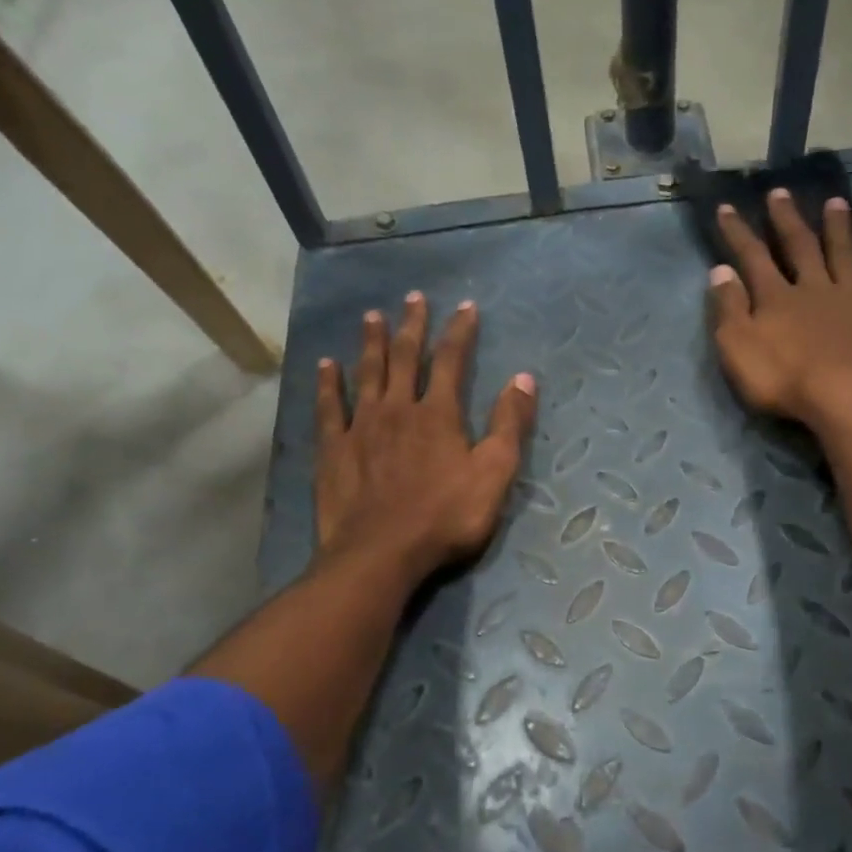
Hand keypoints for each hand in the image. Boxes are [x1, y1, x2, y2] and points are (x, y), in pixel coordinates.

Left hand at [315, 291, 536, 588]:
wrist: (381, 553)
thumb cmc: (445, 517)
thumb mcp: (494, 475)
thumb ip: (510, 425)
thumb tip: (524, 378)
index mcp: (438, 414)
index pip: (451, 360)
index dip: (460, 331)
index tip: (465, 306)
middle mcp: (398, 408)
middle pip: (405, 357)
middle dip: (412, 325)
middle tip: (413, 297)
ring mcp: (361, 426)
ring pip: (367, 373)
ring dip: (371, 343)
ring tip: (372, 316)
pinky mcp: (333, 449)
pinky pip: (329, 407)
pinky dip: (328, 383)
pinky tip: (326, 365)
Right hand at [708, 189, 851, 446]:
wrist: (850, 401)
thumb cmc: (786, 381)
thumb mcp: (739, 349)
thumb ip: (729, 309)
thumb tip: (720, 271)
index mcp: (776, 298)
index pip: (752, 257)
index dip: (738, 232)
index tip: (728, 207)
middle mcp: (815, 288)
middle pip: (800, 246)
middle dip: (787, 219)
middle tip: (781, 192)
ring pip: (844, 254)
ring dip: (838, 228)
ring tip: (836, 203)